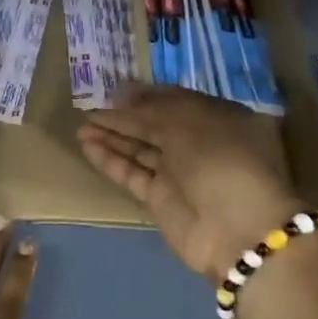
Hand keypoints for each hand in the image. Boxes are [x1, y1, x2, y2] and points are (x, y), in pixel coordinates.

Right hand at [78, 84, 301, 282]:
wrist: (236, 229)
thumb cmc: (220, 160)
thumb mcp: (187, 123)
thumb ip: (150, 109)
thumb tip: (122, 96)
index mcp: (218, 117)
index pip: (176, 100)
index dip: (145, 94)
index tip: (114, 89)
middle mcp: (199, 143)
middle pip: (154, 124)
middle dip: (124, 115)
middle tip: (90, 106)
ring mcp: (179, 173)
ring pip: (139, 148)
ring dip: (111, 136)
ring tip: (81, 125)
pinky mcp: (160, 199)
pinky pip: (131, 173)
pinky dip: (111, 160)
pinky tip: (87, 146)